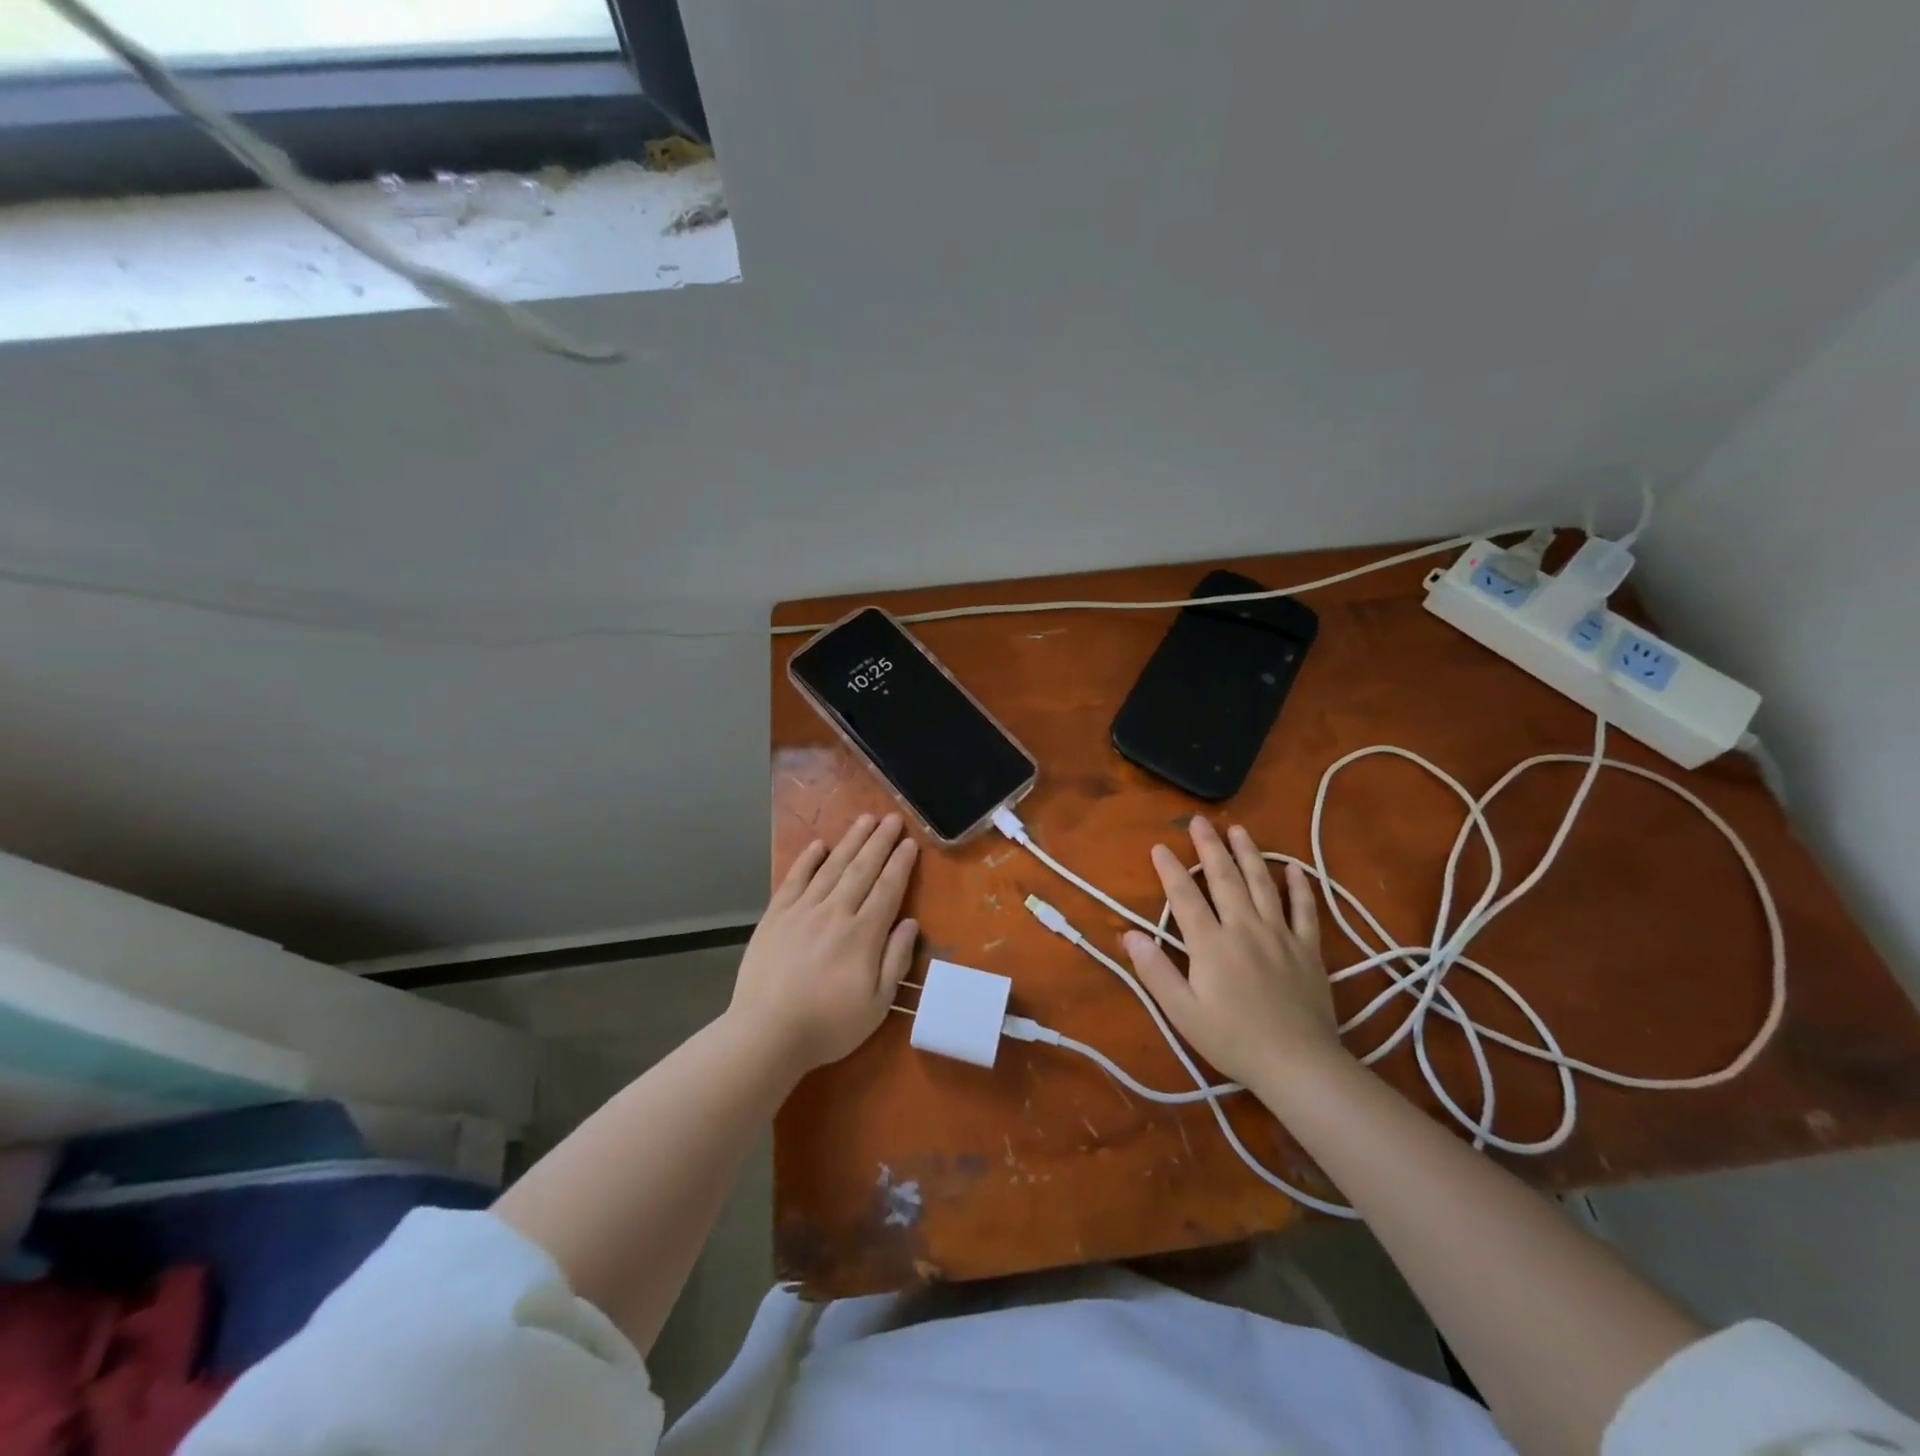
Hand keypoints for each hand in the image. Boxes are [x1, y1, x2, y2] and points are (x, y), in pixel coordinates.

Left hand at [728, 813, 919, 1075]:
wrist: (766, 1033)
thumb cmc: (828, 1025)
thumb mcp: (877, 1004)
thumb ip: (895, 960)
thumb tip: (910, 923)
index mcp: (863, 934)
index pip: (888, 889)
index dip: (900, 864)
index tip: (910, 842)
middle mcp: (835, 912)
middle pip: (862, 869)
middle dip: (880, 841)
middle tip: (892, 817)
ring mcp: (802, 911)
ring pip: (832, 867)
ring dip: (851, 841)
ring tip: (864, 819)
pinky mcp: (776, 916)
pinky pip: (795, 880)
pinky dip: (807, 860)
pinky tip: (818, 845)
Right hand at [1123, 817, 1344, 1087]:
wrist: (1298, 1064)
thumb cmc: (1233, 1040)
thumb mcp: (1182, 1012)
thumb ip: (1155, 970)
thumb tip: (1129, 934)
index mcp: (1211, 944)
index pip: (1185, 897)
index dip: (1170, 869)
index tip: (1159, 846)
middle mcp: (1244, 928)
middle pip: (1224, 879)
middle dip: (1209, 847)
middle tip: (1199, 821)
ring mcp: (1280, 935)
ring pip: (1263, 884)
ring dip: (1249, 854)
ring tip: (1239, 830)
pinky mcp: (1308, 949)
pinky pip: (1305, 911)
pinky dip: (1300, 887)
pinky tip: (1294, 869)